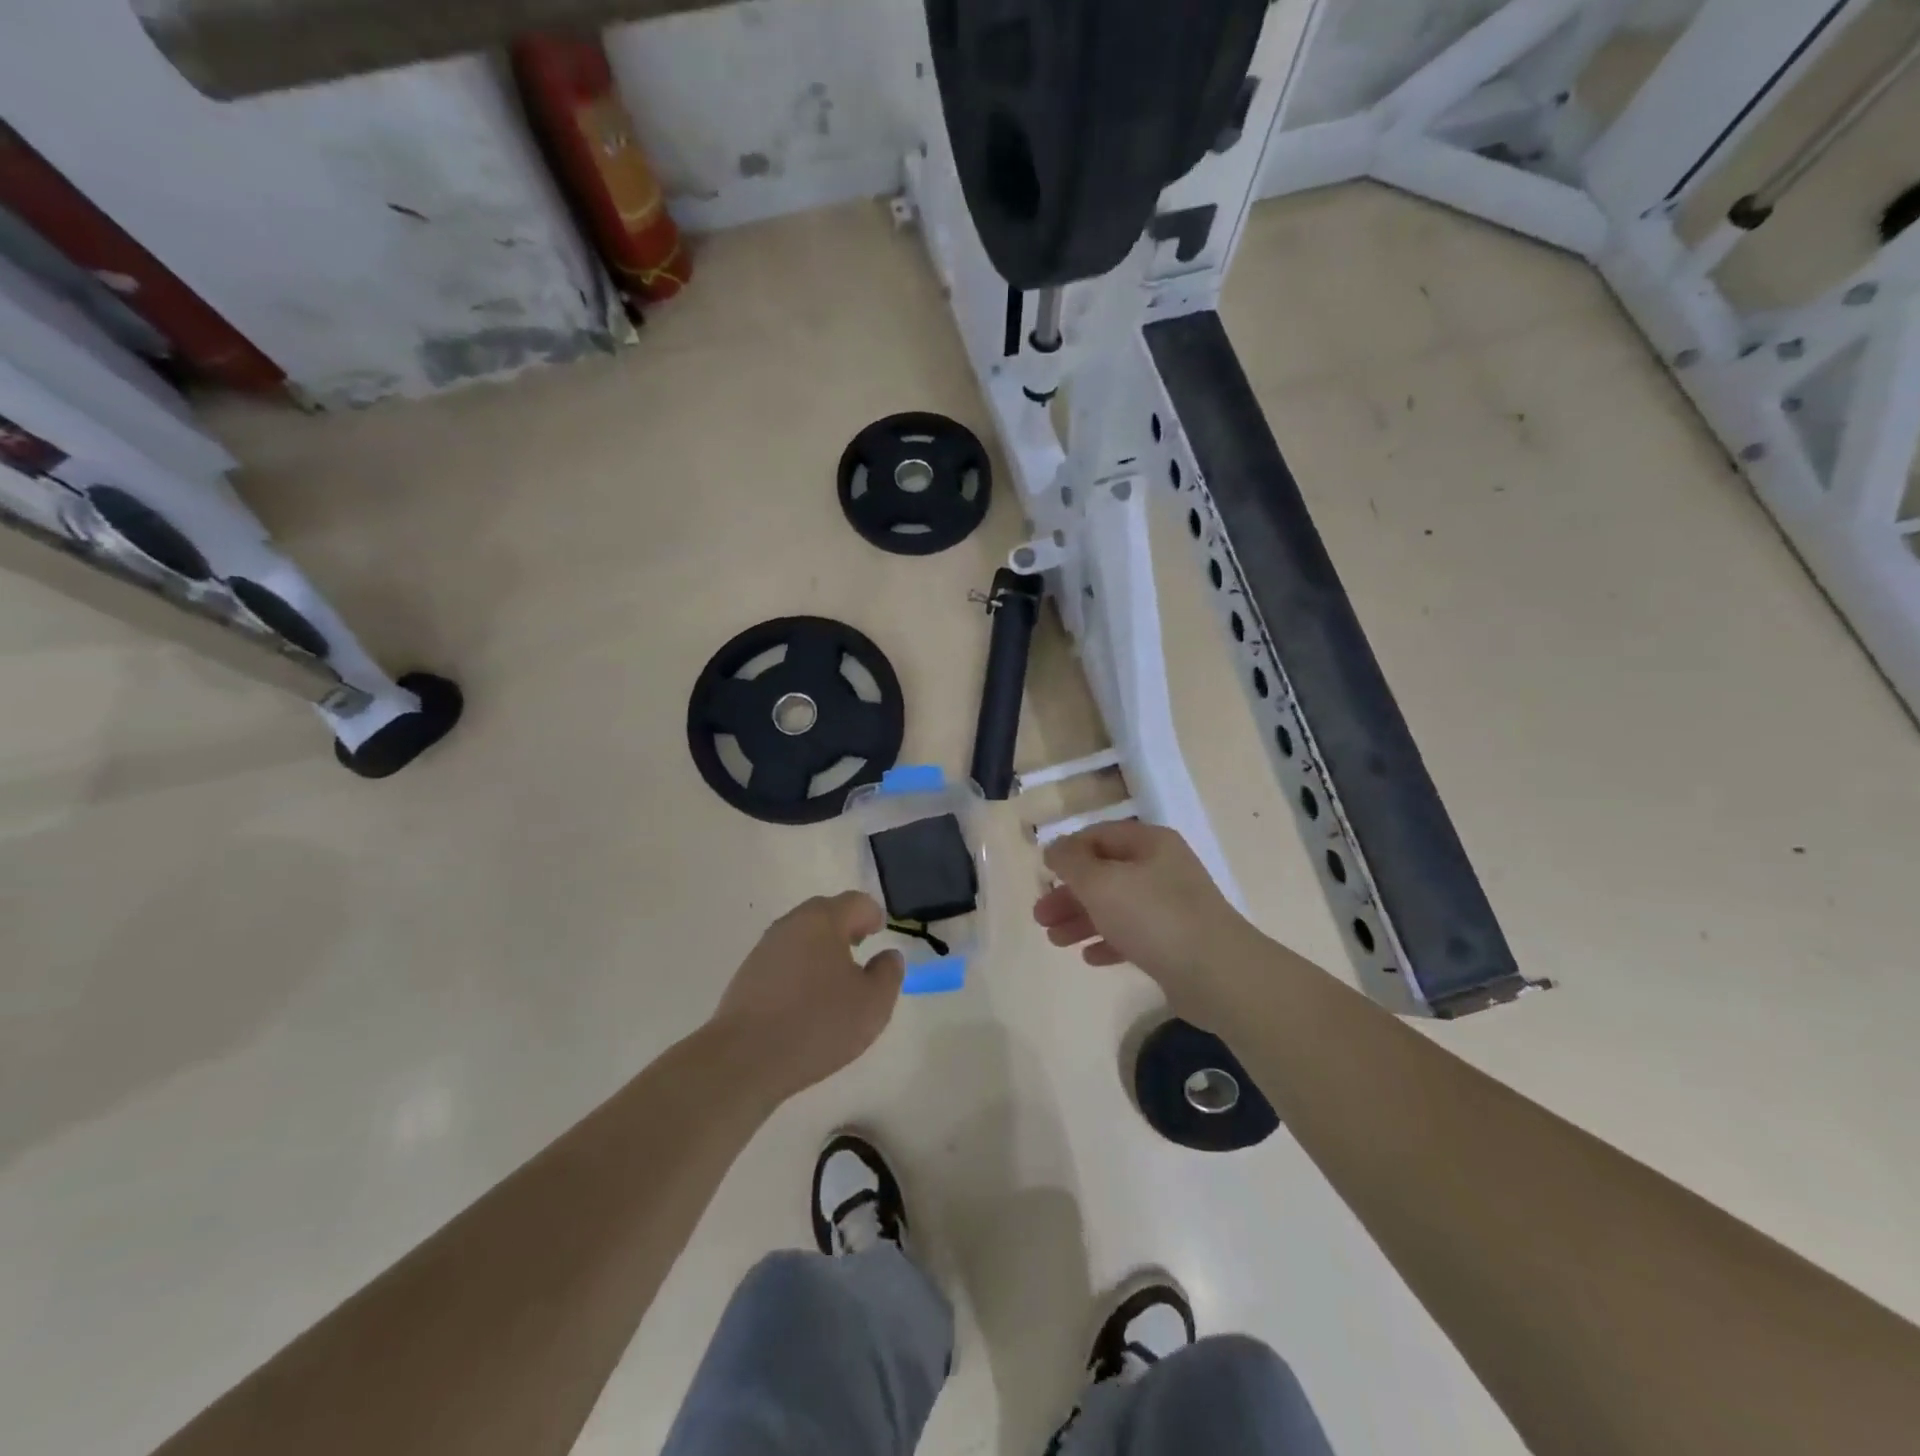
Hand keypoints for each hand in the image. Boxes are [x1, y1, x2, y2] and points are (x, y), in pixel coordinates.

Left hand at [710, 892, 904, 1101]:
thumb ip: (888, 973)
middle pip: (825, 913)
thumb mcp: (873, 1004)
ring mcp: (764, 948)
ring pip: (802, 936)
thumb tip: (887, 955)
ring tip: (834, 980)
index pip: (856, 902)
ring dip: (821, 948)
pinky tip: (806, 1000)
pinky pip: (783, 959)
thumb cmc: (818, 1023)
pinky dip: (800, 968)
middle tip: (860, 949)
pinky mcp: (747, 974)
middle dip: (846, 926)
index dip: (873, 915)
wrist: (744, 1059)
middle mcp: (791, 924)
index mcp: (823, 920)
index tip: (880, 934)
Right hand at [1034, 821, 1258, 1024]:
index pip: (1099, 835)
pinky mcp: (1175, 942)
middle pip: (1105, 873)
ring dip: (1082, 920)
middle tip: (1040, 917)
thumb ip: (1071, 862)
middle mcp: (1162, 868)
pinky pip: (1133, 935)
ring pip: (1116, 906)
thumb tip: (1055, 848)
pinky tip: (1090, 957)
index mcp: (1150, 844)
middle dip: (1069, 894)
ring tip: (1055, 941)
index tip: (1043, 874)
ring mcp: (1172, 906)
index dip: (1068, 851)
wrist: (1217, 974)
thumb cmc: (1153, 917)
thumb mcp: (1101, 882)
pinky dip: (1109, 941)